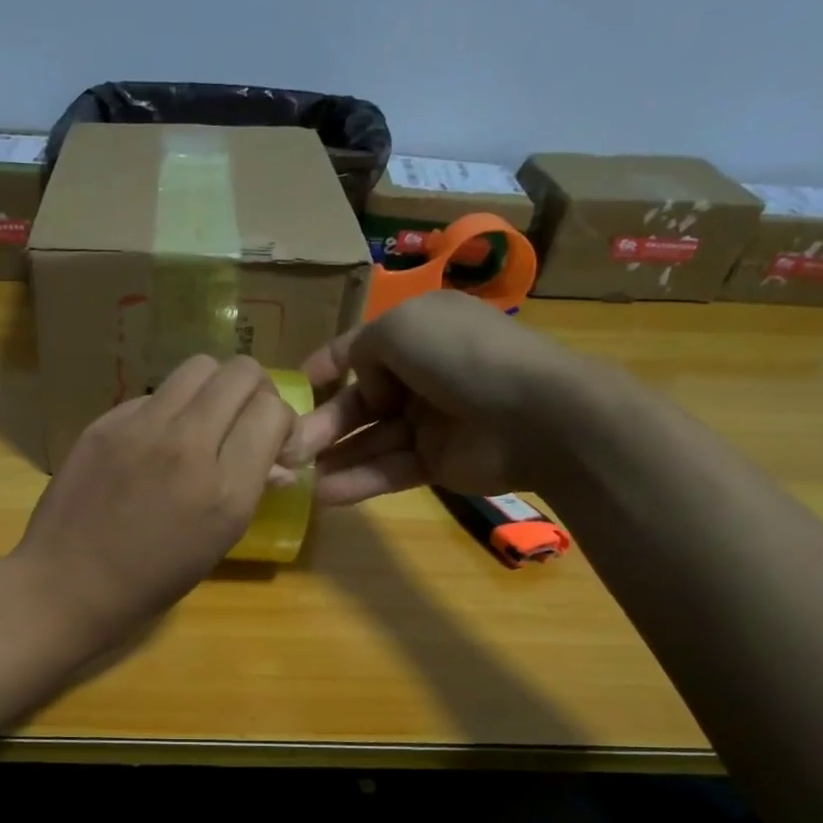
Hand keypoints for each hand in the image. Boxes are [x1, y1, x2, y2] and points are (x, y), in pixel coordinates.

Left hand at [12, 355, 296, 650]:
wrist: (68, 585)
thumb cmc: (151, 581)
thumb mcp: (217, 544)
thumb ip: (251, 491)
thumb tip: (279, 463)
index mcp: (224, 490)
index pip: (272, 411)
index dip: (281, 421)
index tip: (271, 441)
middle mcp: (187, 446)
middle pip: (240, 373)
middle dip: (254, 391)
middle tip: (243, 419)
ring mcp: (142, 428)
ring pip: (198, 368)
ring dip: (213, 388)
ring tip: (203, 420)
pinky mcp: (106, 422)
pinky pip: (153, 394)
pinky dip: (168, 409)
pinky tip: (154, 441)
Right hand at [284, 290, 583, 504]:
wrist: (536, 414)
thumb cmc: (461, 356)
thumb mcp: (400, 328)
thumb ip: (362, 349)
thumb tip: (364, 386)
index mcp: (417, 334)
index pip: (361, 350)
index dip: (326, 366)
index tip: (292, 388)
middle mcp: (421, 375)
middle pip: (359, 401)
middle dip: (322, 423)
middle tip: (286, 446)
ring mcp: (430, 421)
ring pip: (370, 440)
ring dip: (333, 457)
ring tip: (293, 475)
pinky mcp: (437, 463)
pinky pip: (390, 470)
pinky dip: (359, 481)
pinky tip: (325, 495)